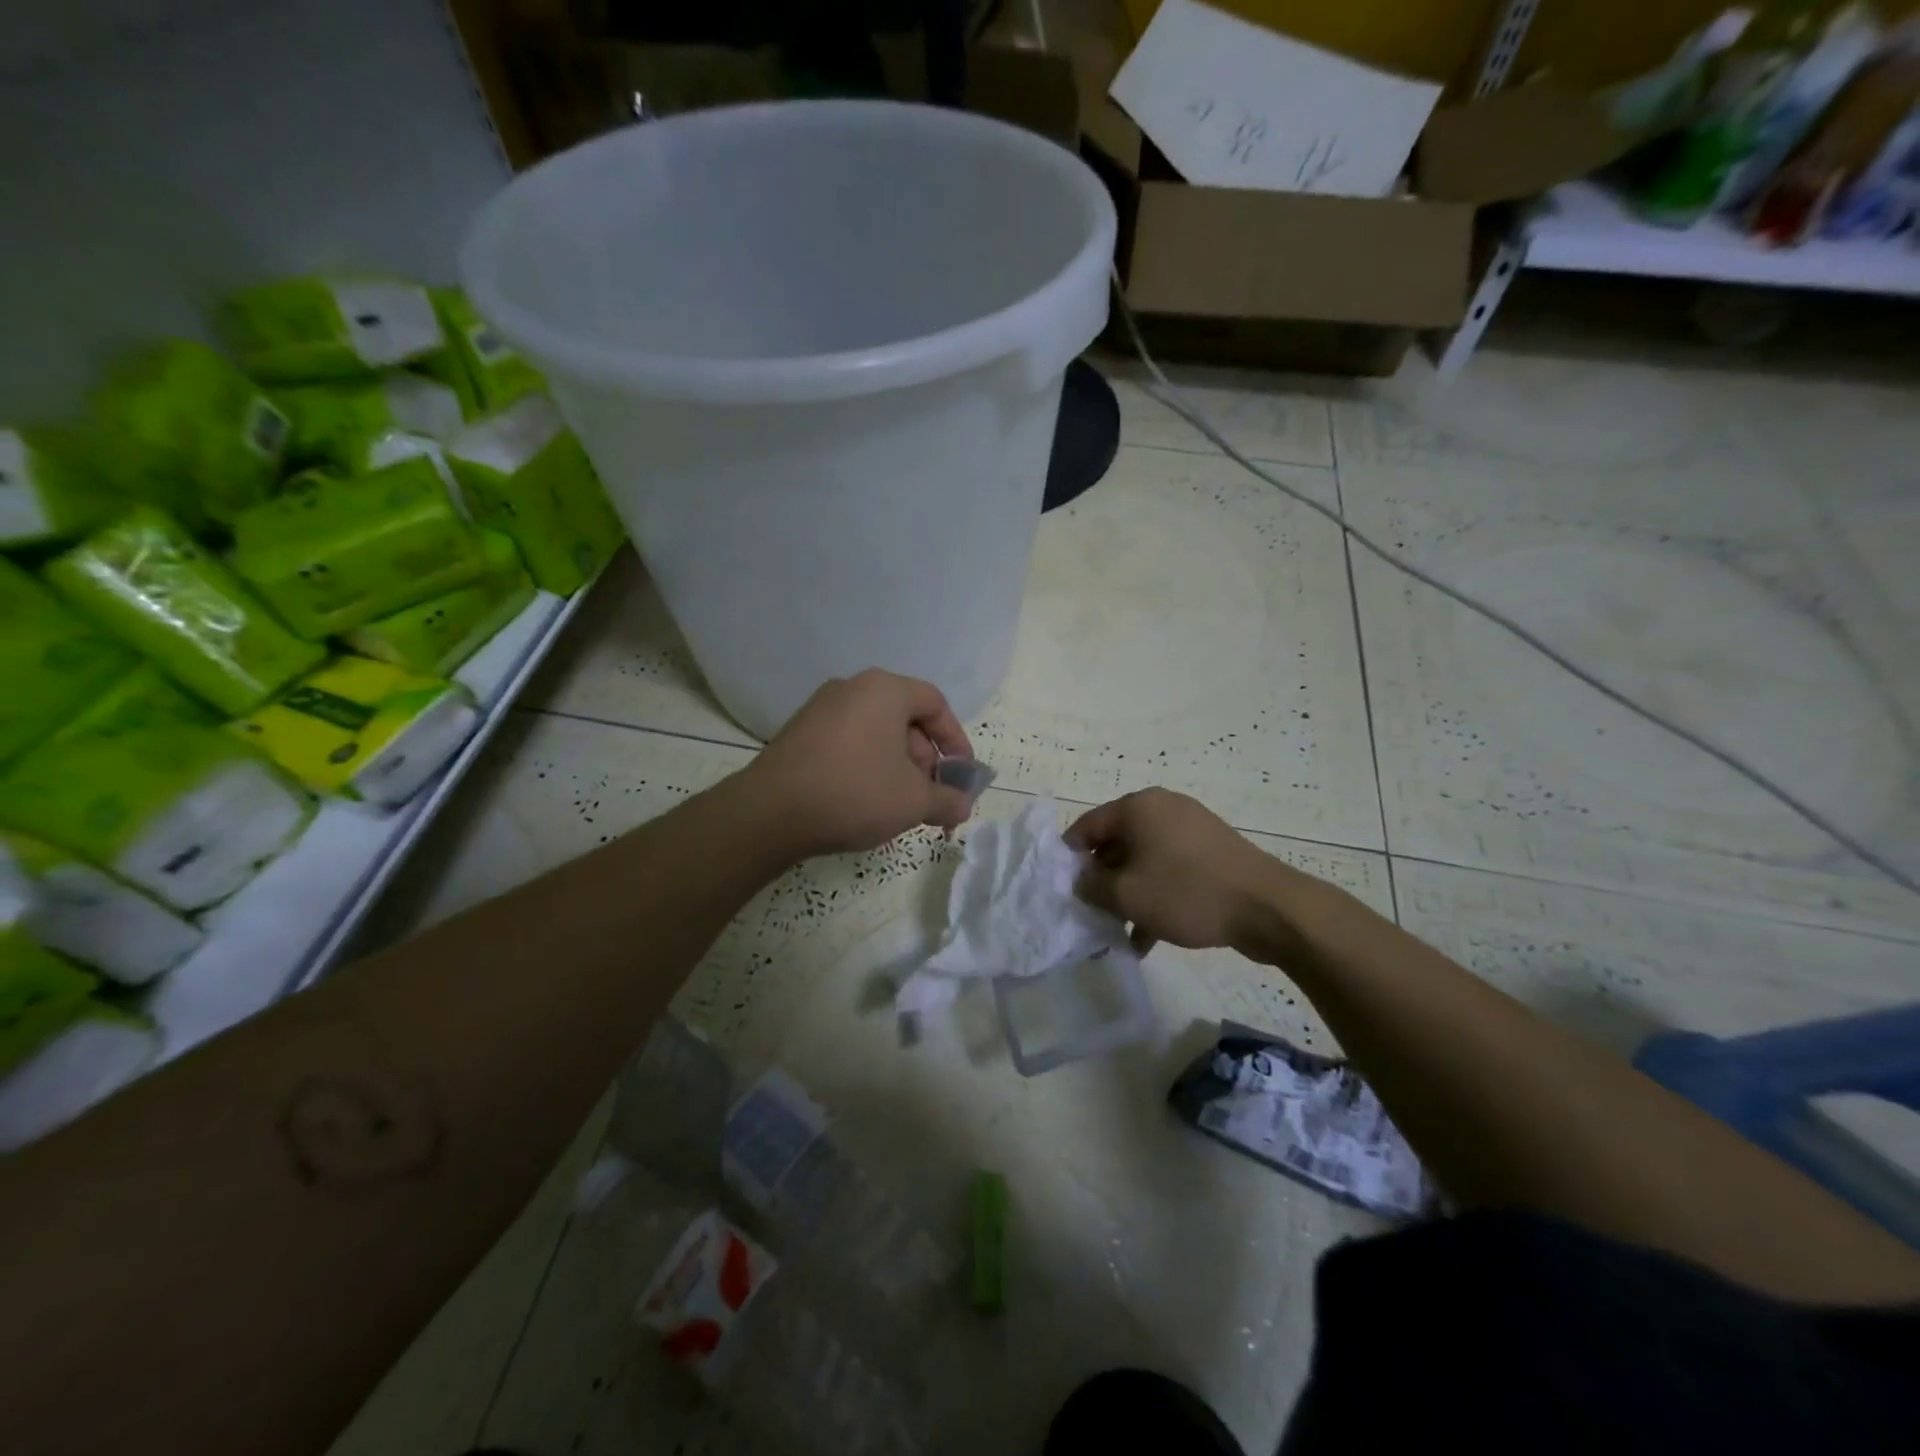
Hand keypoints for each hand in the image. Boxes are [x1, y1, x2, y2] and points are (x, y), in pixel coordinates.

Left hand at [747, 669, 976, 856]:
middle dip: (925, 761)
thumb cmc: (854, 792)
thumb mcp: (913, 801)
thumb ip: (948, 800)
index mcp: (884, 690)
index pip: (935, 703)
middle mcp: (851, 688)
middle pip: (905, 719)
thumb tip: (962, 806)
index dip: (956, 740)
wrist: (770, 813)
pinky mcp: (799, 733)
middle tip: (930, 797)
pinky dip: (867, 766)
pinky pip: (849, 742)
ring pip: (876, 733)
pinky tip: (865, 802)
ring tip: (900, 806)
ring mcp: (821, 709)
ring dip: (897, 767)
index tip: (962, 775)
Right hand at [1065, 789, 1286, 956]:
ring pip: (1144, 861)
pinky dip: (1156, 897)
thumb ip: (1092, 887)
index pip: (1088, 826)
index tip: (1063, 889)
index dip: (1070, 857)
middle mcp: (1163, 809)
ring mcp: (1191, 829)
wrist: (1268, 907)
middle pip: (1116, 843)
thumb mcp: (1126, 895)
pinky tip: (1148, 938)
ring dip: (1129, 894)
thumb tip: (1081, 882)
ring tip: (1119, 932)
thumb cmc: (1187, 892)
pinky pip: (1171, 870)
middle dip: (1102, 880)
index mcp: (1138, 807)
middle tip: (1091, 913)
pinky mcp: (1211, 852)